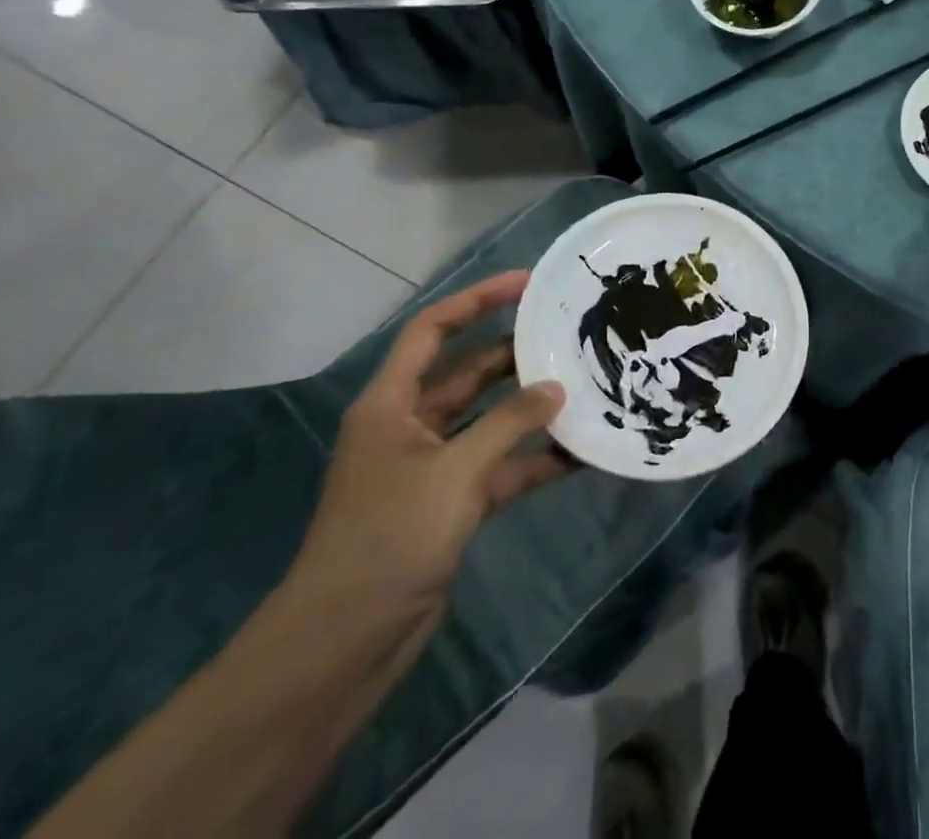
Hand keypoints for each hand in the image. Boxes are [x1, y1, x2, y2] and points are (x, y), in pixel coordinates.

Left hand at [288, 271, 569, 630]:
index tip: (527, 283)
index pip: (433, 330)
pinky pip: (500, 466)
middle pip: (468, 372)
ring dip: (530, 408)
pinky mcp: (450, 504)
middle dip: (516, 354)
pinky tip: (579, 453)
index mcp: (391, 403)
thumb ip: (510, 423)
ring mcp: (431, 467)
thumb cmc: (388, 538)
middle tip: (569, 335)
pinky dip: (533, 459)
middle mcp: (410, 425)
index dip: (477, 300)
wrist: (343, 644)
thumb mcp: (454, 472)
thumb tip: (556, 388)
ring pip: (489, 419)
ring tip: (584, 385)